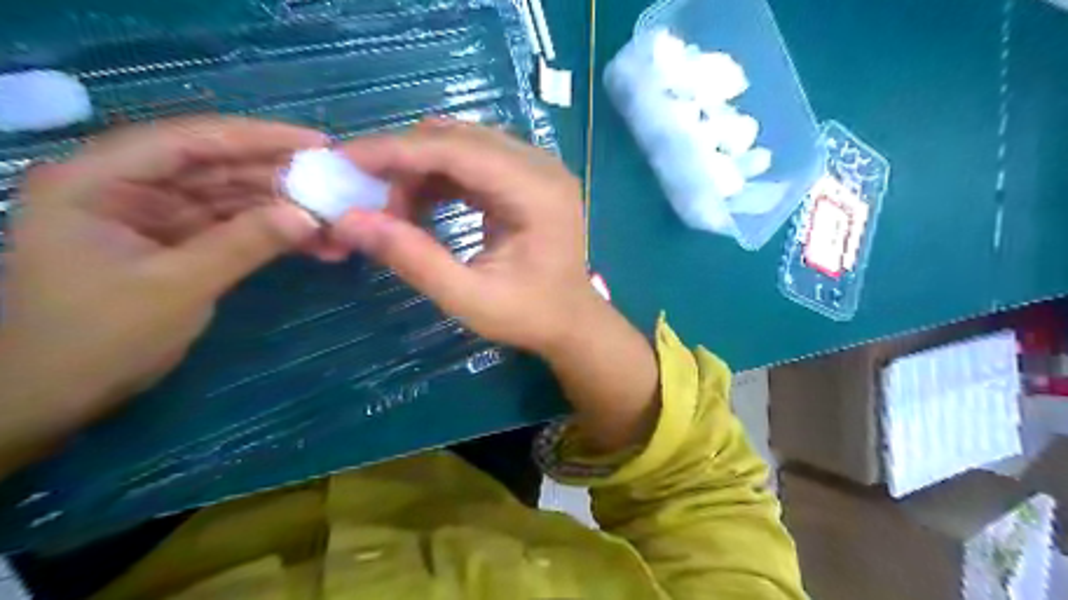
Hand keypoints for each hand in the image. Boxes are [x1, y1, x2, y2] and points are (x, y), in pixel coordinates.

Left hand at [0, 116, 325, 454]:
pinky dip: (273, 235)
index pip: (190, 140)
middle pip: (217, 168)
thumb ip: (243, 244)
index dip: (259, 137)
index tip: (319, 143)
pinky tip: (313, 243)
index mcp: (100, 179)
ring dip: (284, 210)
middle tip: (338, 185)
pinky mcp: (179, 244)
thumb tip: (309, 215)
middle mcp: (128, 187)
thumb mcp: (176, 287)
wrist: (56, 396)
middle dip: (281, 179)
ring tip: (337, 221)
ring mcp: (156, 217)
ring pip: (233, 200)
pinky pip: (235, 229)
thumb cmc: (97, 338)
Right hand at [332, 122, 660, 452]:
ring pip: (464, 144)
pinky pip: (474, 160)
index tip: (345, 159)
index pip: (458, 150)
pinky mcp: (528, 178)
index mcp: (536, 192)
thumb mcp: (469, 298)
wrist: (572, 321)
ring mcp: (537, 169)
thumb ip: (414, 259)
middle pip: (460, 139)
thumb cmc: (529, 315)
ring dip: (421, 167)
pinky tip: (419, 203)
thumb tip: (349, 221)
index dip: (397, 150)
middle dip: (406, 159)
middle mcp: (541, 166)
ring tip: (394, 207)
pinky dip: (441, 176)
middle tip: (365, 191)